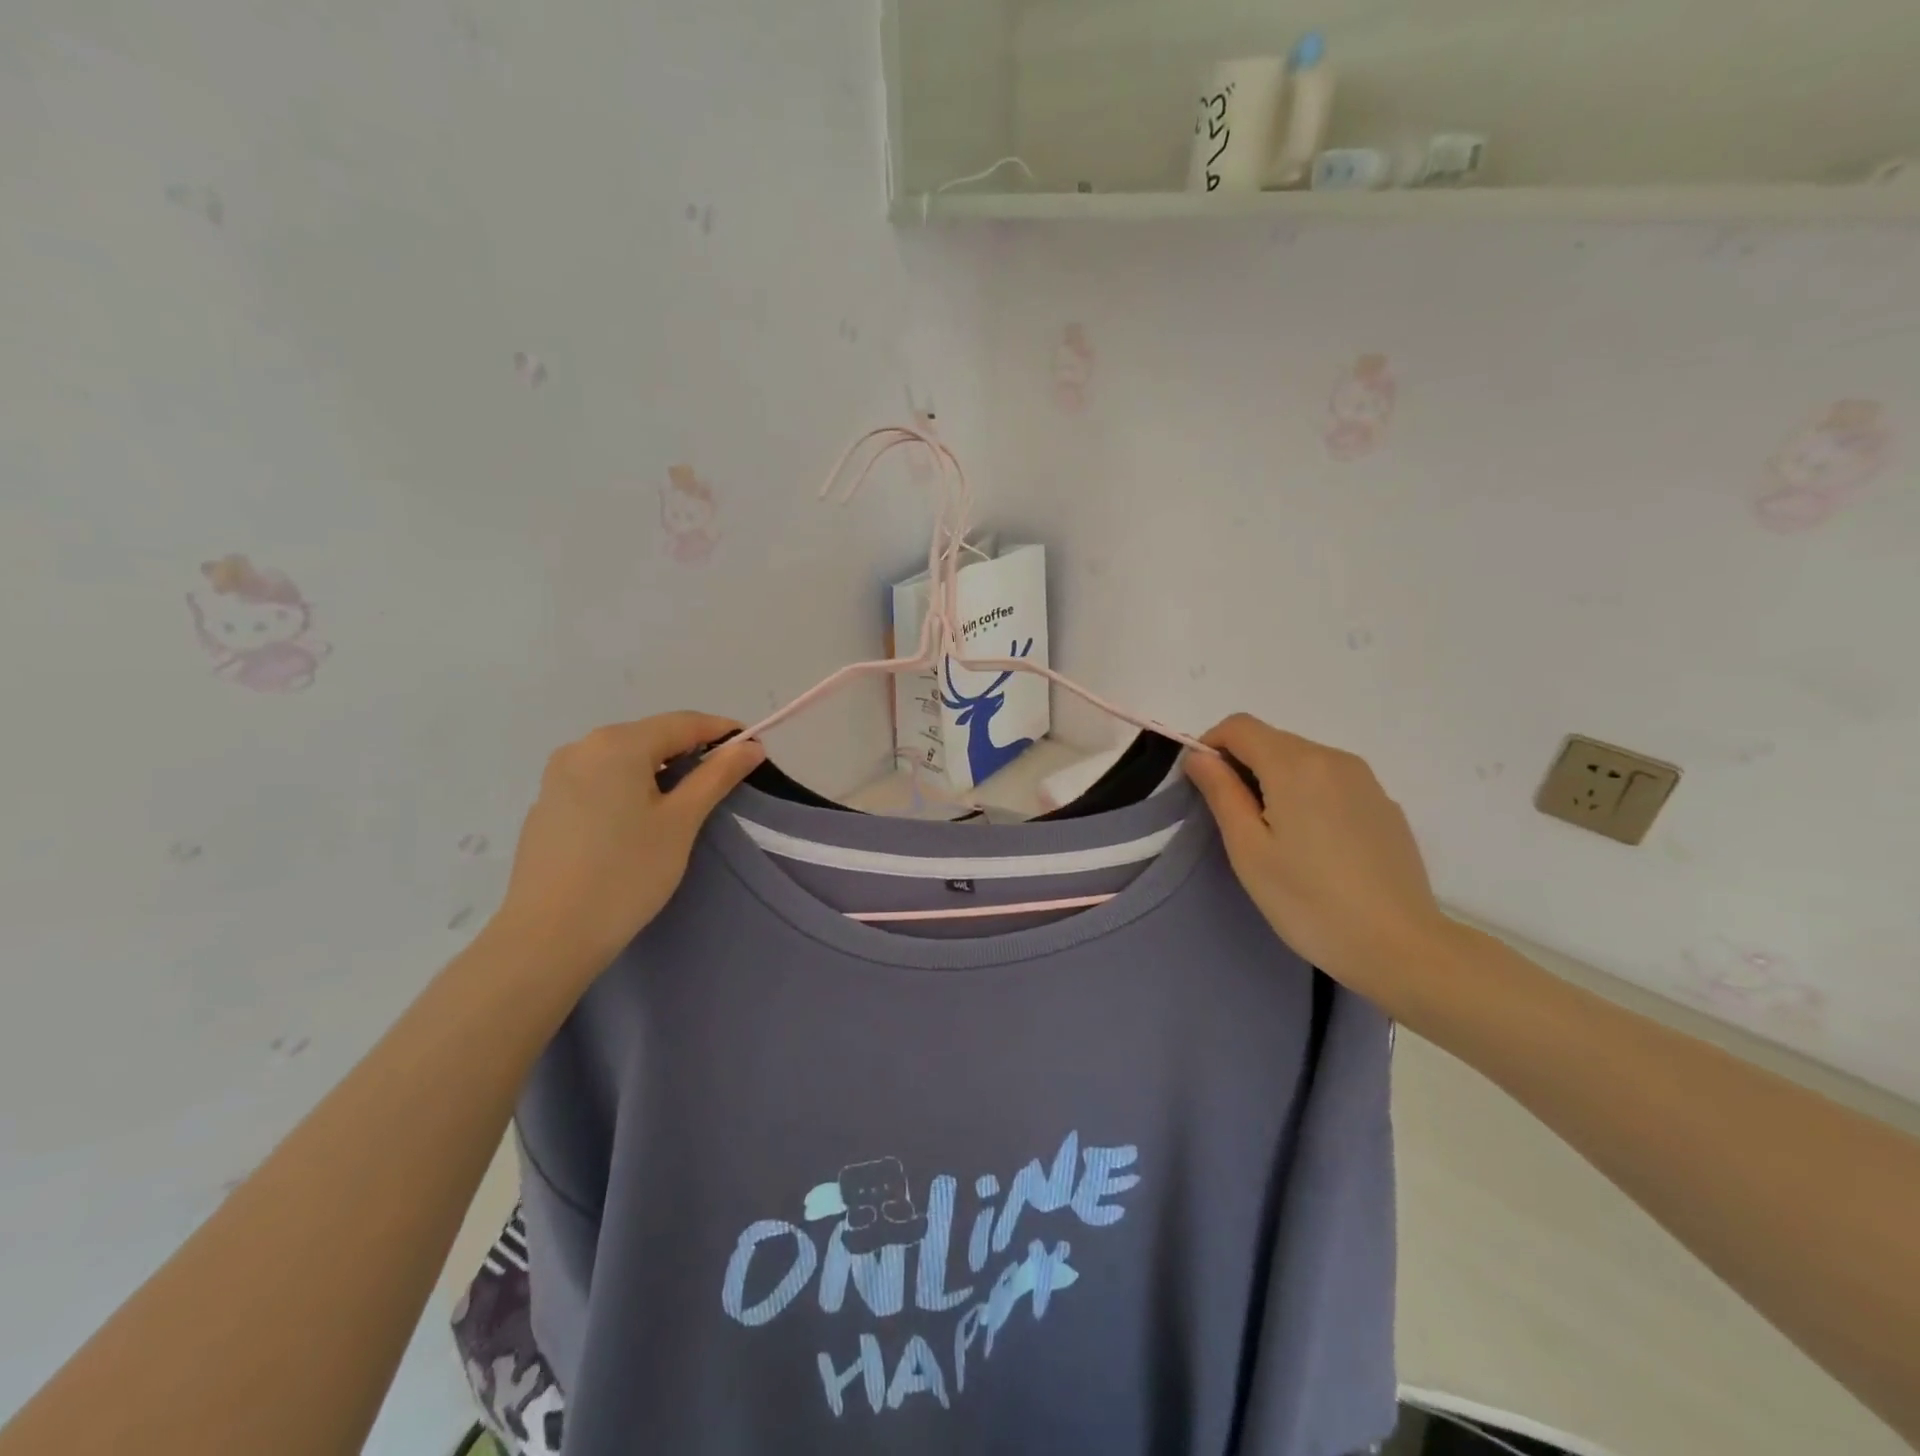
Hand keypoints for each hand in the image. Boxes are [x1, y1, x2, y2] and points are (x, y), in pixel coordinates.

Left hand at [488, 712, 765, 975]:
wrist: (548, 937)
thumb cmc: (627, 873)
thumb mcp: (682, 821)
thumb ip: (717, 776)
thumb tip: (749, 745)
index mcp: (617, 743)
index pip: (684, 722)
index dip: (723, 732)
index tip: (755, 750)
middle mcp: (582, 747)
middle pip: (651, 736)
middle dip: (691, 751)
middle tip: (725, 779)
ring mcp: (557, 776)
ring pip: (624, 759)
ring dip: (660, 770)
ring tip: (686, 802)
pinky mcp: (547, 806)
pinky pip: (600, 781)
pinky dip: (629, 788)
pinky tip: (639, 822)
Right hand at [1184, 714, 1452, 1015]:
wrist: (1400, 947)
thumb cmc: (1309, 901)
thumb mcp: (1248, 850)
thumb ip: (1221, 793)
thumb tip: (1200, 756)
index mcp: (1295, 765)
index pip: (1240, 726)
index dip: (1211, 744)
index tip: (1202, 784)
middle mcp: (1333, 759)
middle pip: (1272, 740)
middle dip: (1242, 765)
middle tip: (1234, 819)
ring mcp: (1365, 781)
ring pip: (1303, 760)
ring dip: (1275, 780)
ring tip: (1274, 835)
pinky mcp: (1384, 805)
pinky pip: (1332, 782)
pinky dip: (1308, 795)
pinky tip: (1314, 845)